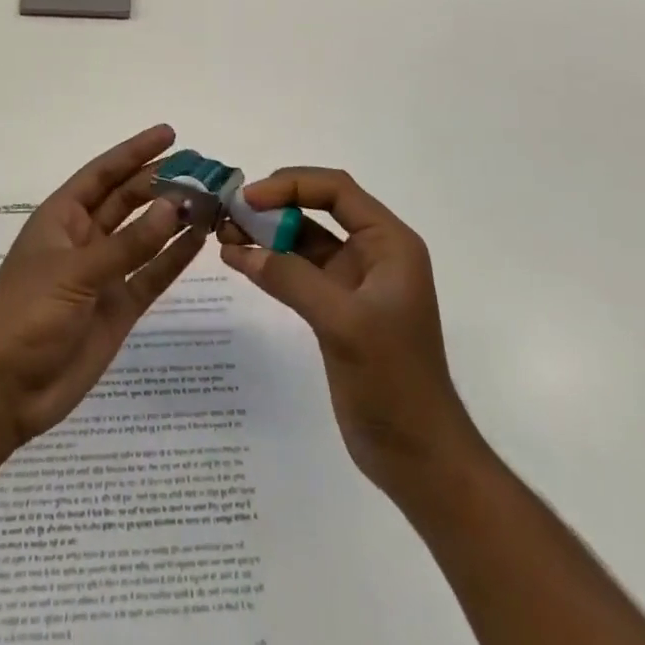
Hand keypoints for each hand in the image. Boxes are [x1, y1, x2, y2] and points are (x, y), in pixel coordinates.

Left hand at [0, 125, 207, 449]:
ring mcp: (103, 273)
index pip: (103, 174)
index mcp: (62, 217)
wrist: (3, 391)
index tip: (170, 134)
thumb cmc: (25, 315)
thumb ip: (127, 243)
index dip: (134, 152)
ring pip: (144, 235)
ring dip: (173, 217)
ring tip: (210, 199)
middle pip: (128, 200)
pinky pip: (152, 274)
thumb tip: (174, 206)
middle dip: (161, 183)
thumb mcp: (74, 272)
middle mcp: (84, 238)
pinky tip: (200, 239)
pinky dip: (174, 257)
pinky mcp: (118, 307)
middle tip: (203, 170)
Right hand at [219, 168, 482, 491]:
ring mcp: (354, 281)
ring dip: (267, 233)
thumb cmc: (394, 381)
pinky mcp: (336, 308)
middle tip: (230, 213)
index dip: (290, 185)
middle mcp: (373, 252)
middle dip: (274, 205)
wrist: (419, 458)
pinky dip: (269, 262)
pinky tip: (238, 260)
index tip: (249, 198)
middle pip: (318, 207)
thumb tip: (242, 250)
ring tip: (224, 234)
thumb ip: (293, 279)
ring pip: (304, 238)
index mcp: (389, 243)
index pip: (336, 190)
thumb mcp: (344, 323)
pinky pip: (298, 270)